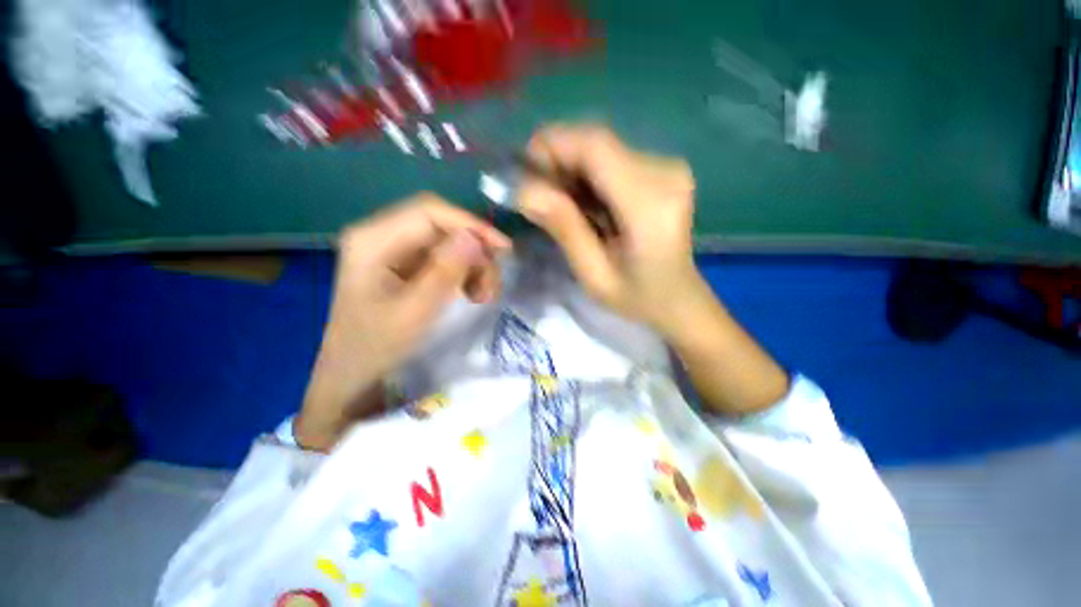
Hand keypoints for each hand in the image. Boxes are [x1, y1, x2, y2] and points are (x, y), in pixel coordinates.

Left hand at [296, 194, 509, 449]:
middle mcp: (382, 235)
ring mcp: (394, 249)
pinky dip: (465, 272)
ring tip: (483, 295)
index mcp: (372, 240)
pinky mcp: (406, 264)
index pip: (429, 212)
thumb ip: (444, 272)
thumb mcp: (415, 311)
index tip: (502, 249)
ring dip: (473, 264)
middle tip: (491, 285)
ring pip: (449, 241)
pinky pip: (445, 257)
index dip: (470, 224)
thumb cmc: (377, 346)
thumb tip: (474, 238)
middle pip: (442, 225)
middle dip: (474, 251)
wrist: (354, 372)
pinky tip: (472, 293)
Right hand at [518, 124, 709, 337]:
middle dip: (558, 160)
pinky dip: (588, 175)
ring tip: (559, 204)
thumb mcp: (593, 274)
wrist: (677, 298)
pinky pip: (613, 158)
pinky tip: (582, 203)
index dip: (553, 146)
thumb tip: (523, 190)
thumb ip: (564, 228)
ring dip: (571, 169)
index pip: (595, 147)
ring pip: (602, 149)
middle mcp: (665, 173)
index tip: (523, 171)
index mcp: (649, 205)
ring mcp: (668, 168)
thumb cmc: (636, 297)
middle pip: (597, 142)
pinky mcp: (663, 170)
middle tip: (537, 194)